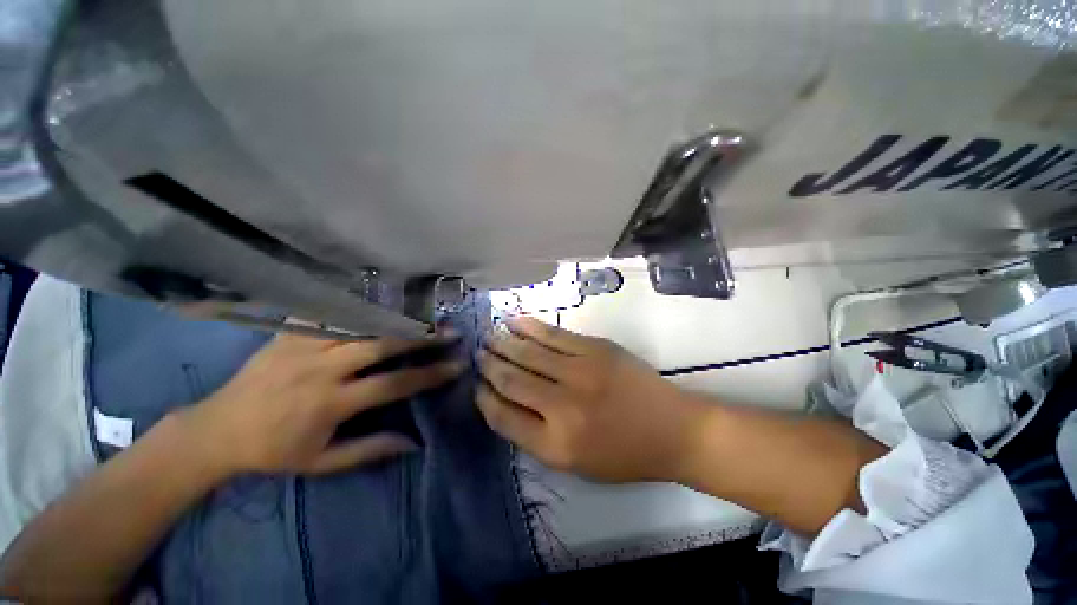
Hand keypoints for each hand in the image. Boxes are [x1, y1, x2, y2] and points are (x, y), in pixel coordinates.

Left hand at [180, 332, 463, 476]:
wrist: (217, 430)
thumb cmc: (274, 451)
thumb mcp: (322, 462)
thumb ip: (371, 450)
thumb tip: (416, 442)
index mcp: (330, 403)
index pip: (394, 384)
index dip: (430, 374)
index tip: (457, 365)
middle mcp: (321, 368)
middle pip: (382, 344)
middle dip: (422, 337)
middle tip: (450, 332)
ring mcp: (303, 345)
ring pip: (361, 324)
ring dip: (398, 320)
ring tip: (424, 317)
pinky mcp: (289, 332)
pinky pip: (330, 312)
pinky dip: (359, 307)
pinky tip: (380, 302)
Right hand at [476, 318, 703, 482]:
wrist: (673, 429)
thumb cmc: (624, 454)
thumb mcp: (575, 464)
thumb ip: (536, 436)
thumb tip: (505, 403)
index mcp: (555, 444)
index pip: (503, 417)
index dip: (485, 399)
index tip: (477, 386)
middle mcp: (562, 407)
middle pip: (512, 380)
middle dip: (490, 365)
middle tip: (477, 354)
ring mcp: (580, 372)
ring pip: (529, 353)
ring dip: (504, 343)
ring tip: (488, 336)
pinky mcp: (595, 349)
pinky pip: (554, 335)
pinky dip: (530, 327)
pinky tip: (514, 322)